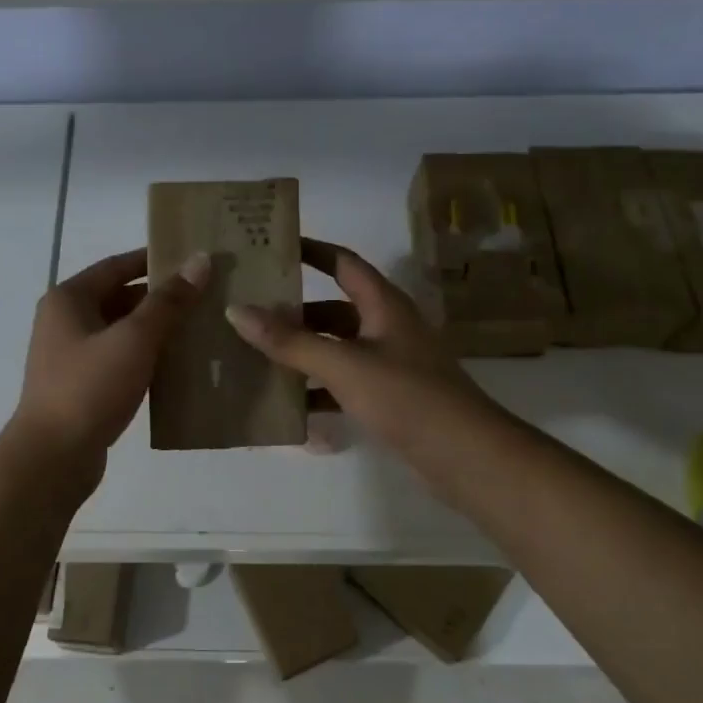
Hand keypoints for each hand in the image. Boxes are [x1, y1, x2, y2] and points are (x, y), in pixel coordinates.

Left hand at [9, 247, 210, 478]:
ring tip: (198, 329)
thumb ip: (168, 301)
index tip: (193, 260)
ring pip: (120, 330)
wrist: (53, 457)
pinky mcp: (80, 385)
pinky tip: (176, 365)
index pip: (117, 265)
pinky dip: (144, 356)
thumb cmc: (90, 387)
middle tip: (205, 297)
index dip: (155, 260)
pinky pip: (118, 358)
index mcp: (69, 298)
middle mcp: (64, 320)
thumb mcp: (134, 339)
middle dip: (160, 298)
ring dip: (155, 329)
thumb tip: (199, 261)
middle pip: (119, 297)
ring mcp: (70, 355)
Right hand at [225, 240, 500, 482]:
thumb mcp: (343, 365)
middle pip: (332, 309)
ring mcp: (389, 364)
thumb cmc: (407, 396)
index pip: (343, 262)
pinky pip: (342, 384)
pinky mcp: (388, 398)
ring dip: (300, 353)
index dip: (311, 250)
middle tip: (247, 313)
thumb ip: (290, 341)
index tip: (272, 246)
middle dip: (293, 312)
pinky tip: (285, 404)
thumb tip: (236, 311)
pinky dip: (316, 389)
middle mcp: (386, 327)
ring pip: (334, 349)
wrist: (466, 456)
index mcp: (383, 305)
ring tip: (253, 357)